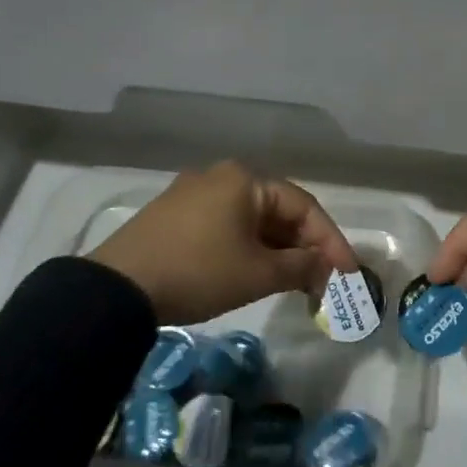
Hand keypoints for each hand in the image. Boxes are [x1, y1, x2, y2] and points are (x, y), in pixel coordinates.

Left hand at [88, 161, 356, 326]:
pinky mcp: (174, 216)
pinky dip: (250, 248)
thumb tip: (327, 270)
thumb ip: (302, 267)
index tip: (350, 274)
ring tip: (296, 281)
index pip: (304, 207)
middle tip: (325, 281)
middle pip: (279, 211)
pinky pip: (228, 226)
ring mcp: (194, 194)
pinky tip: (258, 272)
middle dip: (305, 247)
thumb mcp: (258, 273)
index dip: (331, 241)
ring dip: (279, 250)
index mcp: (246, 179)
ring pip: (253, 220)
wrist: (116, 290)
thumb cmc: (199, 272)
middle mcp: (222, 177)